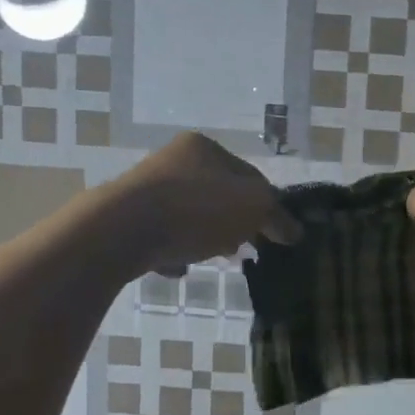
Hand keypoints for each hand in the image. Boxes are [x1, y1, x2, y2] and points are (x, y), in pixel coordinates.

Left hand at [103, 133, 300, 277]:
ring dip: (205, 238)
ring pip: (190, 216)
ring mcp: (145, 190)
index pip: (249, 174)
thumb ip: (277, 216)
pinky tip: (179, 267)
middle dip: (234, 223)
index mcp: (203, 147)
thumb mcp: (254, 207)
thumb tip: (294, 231)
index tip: (273, 233)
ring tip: (213, 259)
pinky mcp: (125, 220)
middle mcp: (172, 160)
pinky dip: (174, 251)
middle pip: (218, 195)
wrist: (120, 231)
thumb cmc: (196, 209)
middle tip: (244, 249)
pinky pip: (162, 237)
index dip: (266, 204)